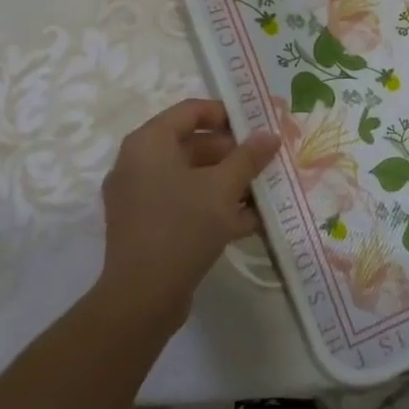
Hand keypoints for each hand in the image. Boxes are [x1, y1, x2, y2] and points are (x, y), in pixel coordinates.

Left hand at [97, 100, 278, 325]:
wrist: (142, 298)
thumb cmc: (182, 227)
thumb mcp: (223, 188)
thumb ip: (248, 157)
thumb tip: (270, 134)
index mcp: (149, 143)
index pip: (191, 110)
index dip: (226, 114)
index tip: (257, 126)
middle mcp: (138, 163)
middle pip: (193, 144)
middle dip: (233, 154)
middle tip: (266, 161)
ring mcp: (140, 197)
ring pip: (191, 177)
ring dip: (228, 182)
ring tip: (264, 191)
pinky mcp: (146, 226)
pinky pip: (184, 203)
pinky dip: (213, 206)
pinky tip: (250, 221)